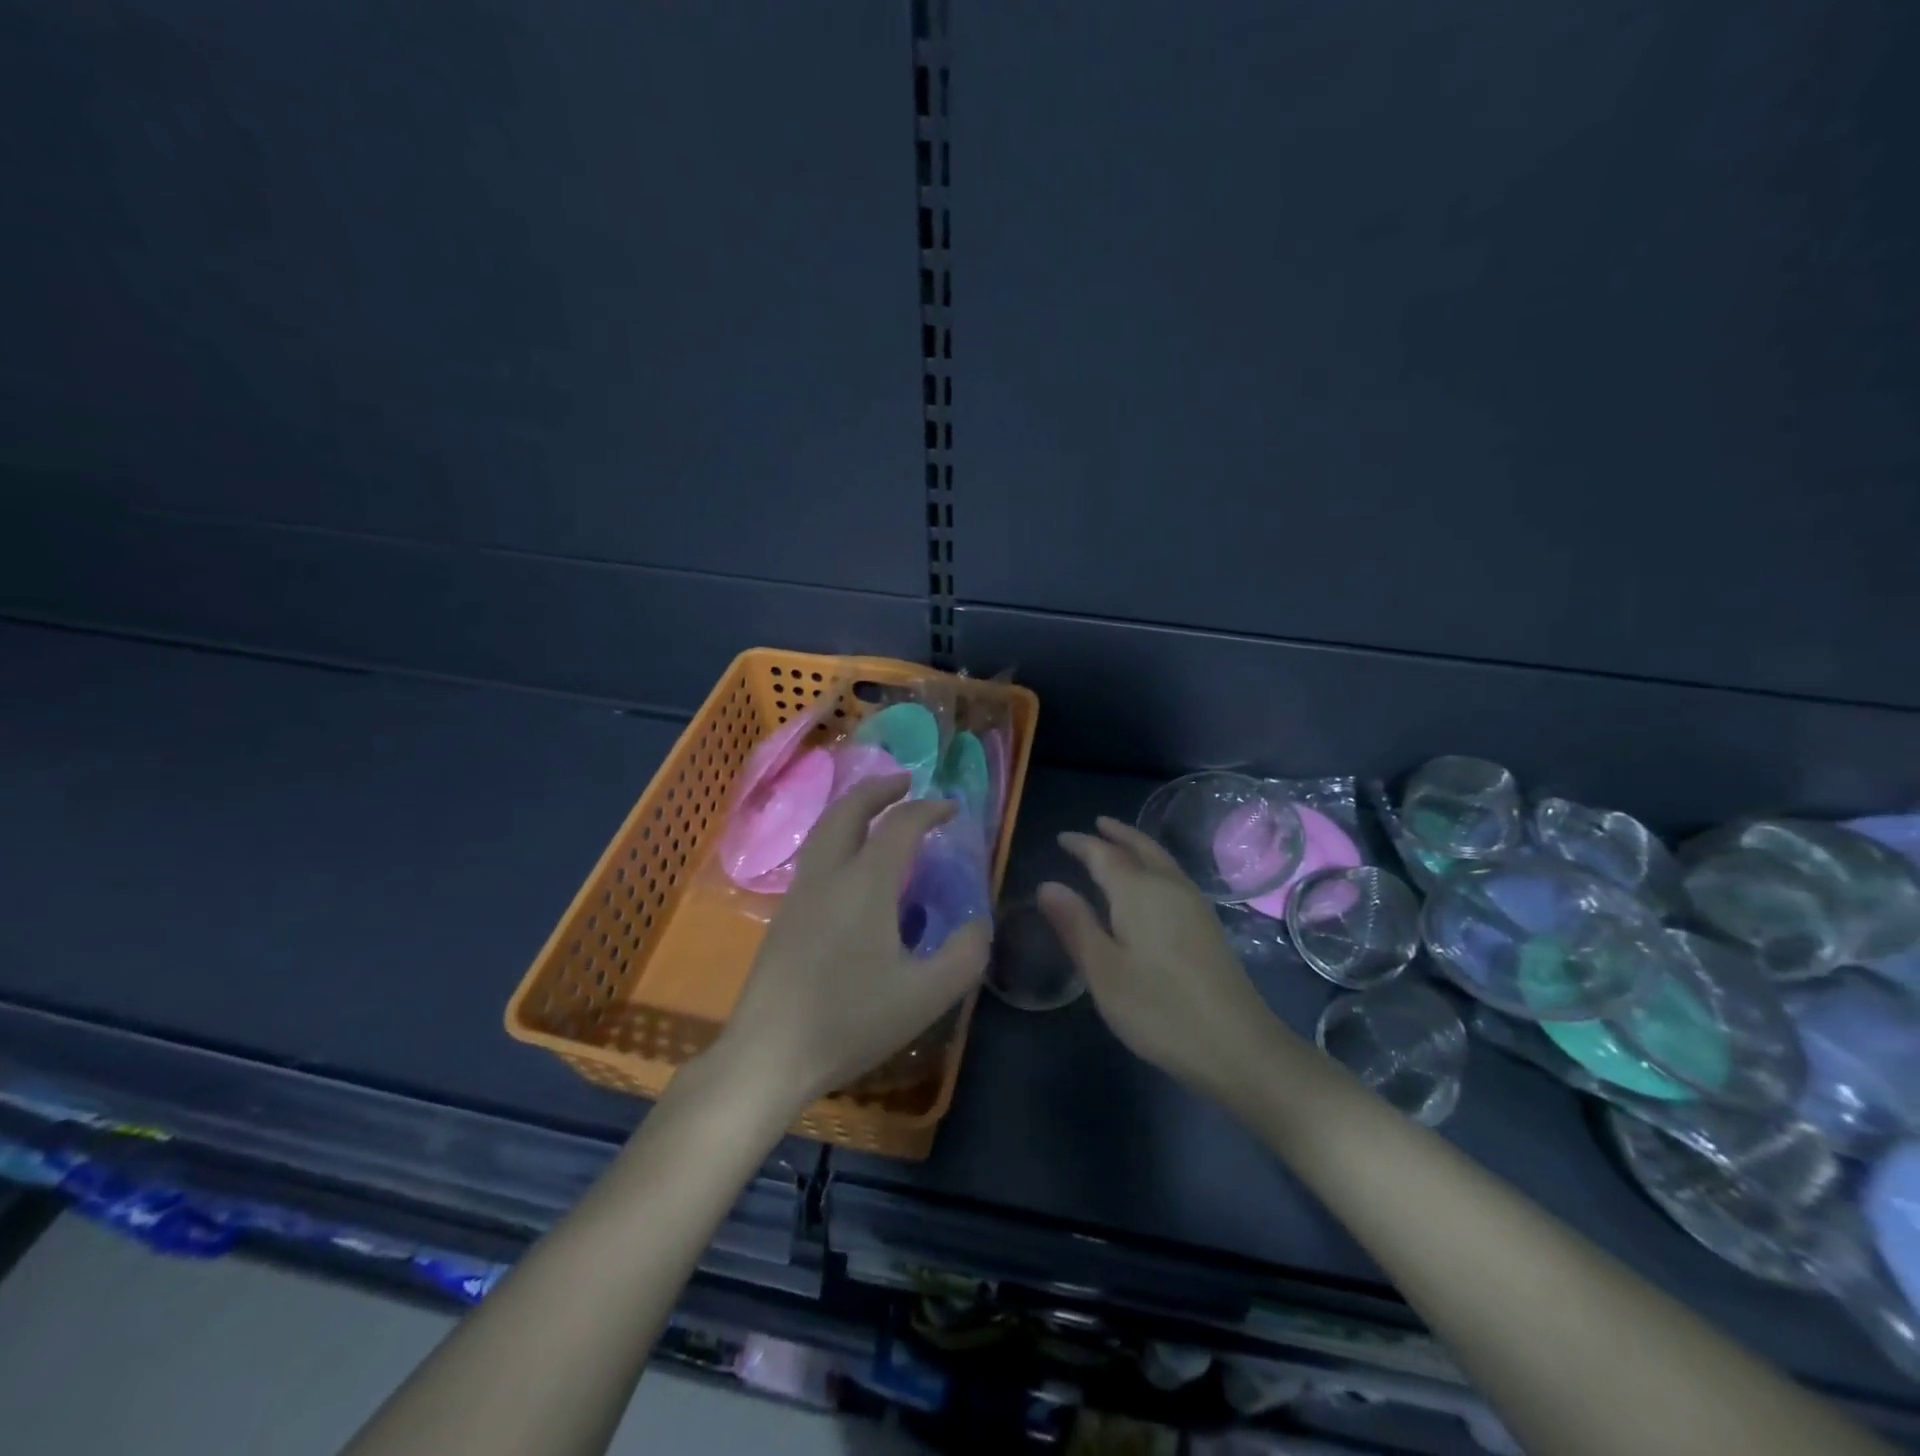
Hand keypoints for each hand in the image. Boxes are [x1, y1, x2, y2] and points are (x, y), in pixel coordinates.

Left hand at [717, 774, 989, 1111]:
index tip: (952, 809)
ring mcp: (798, 893)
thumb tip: (978, 923)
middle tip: (906, 783)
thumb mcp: (926, 995)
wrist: (768, 1054)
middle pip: (848, 810)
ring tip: (879, 815)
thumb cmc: (851, 1020)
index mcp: (865, 883)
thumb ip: (965, 954)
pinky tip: (853, 866)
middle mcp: (828, 875)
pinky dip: (838, 836)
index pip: (900, 825)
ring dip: (854, 810)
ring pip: (824, 830)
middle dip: (879, 789)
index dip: (929, 809)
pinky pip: (814, 855)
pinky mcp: (783, 916)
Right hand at [1039, 816, 1291, 1100]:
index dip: (1081, 844)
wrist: (1238, 1046)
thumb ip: (1075, 924)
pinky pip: (1173, 876)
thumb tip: (1047, 885)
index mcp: (1138, 891)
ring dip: (1138, 846)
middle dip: (1117, 835)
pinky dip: (1154, 865)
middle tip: (1096, 825)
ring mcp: (1195, 905)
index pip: (1104, 854)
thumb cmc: (1159, 1009)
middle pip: (1141, 847)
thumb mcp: (1103, 971)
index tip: (1061, 838)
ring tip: (1119, 845)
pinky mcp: (1208, 926)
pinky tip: (1150, 885)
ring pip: (1162, 860)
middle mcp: (1168, 886)